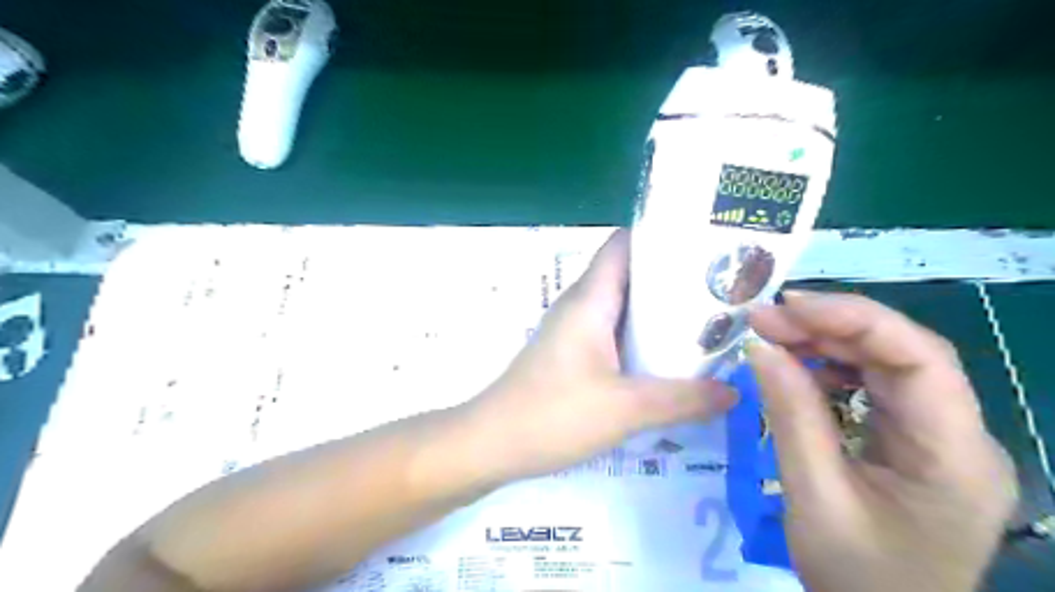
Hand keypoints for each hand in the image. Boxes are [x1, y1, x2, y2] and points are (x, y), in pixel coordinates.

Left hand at [466, 230, 734, 482]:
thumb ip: (683, 399)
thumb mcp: (626, 409)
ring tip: (709, 318)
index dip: (663, 235)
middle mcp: (581, 305)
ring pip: (623, 305)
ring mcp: (574, 329)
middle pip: (631, 273)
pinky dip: (642, 336)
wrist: (492, 444)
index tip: (708, 242)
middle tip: (724, 286)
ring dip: (660, 310)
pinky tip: (670, 356)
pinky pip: (614, 332)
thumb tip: (733, 391)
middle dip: (674, 276)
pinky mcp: (572, 353)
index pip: (625, 244)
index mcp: (591, 299)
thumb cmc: (553, 414)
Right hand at [744, 292, 1018, 590]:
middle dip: (829, 327)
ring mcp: (938, 436)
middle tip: (763, 319)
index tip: (787, 306)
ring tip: (771, 336)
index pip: (921, 359)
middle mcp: (960, 436)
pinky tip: (796, 368)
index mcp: (955, 457)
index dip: (855, 319)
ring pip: (887, 364)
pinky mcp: (913, 440)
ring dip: (826, 344)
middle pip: (903, 354)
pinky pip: (874, 387)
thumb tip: (760, 347)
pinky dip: (830, 369)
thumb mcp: (814, 496)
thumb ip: (791, 416)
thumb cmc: (856, 576)